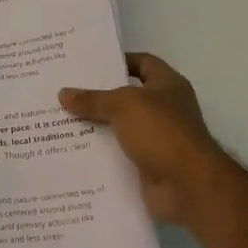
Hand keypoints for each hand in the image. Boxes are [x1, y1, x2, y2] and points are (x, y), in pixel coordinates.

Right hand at [60, 53, 229, 224]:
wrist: (187, 186)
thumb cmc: (161, 132)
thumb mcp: (123, 106)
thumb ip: (93, 99)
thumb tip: (63, 93)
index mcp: (168, 86)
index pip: (143, 63)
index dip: (119, 61)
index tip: (88, 65)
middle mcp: (165, 110)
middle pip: (127, 97)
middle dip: (99, 96)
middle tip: (65, 92)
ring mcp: (157, 139)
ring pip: (120, 128)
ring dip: (96, 127)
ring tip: (61, 121)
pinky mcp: (148, 166)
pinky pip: (118, 155)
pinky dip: (100, 154)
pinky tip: (72, 150)